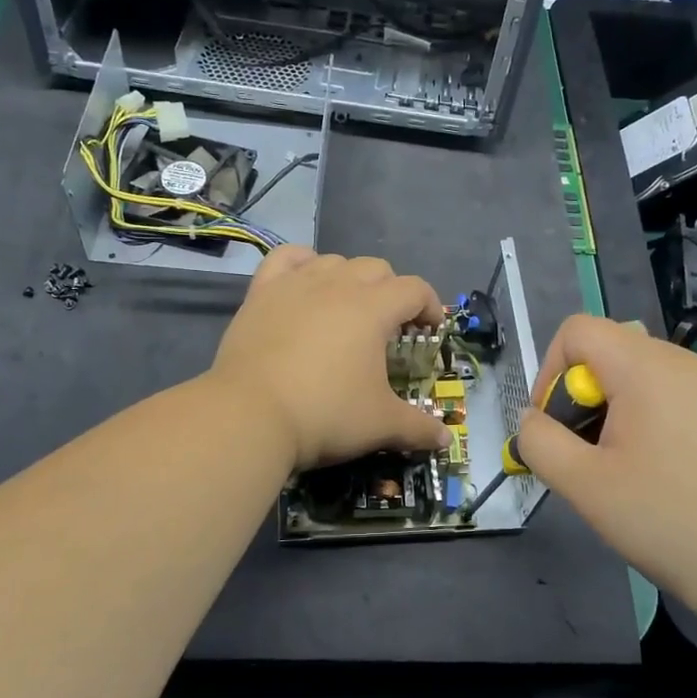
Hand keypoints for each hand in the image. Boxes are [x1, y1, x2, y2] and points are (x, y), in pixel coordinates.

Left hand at [212, 246, 451, 469]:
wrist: (251, 414)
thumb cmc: (325, 414)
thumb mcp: (380, 424)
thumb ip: (417, 427)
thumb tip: (445, 439)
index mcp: (374, 308)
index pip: (415, 289)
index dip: (430, 306)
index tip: (430, 331)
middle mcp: (338, 284)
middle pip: (377, 269)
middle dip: (392, 292)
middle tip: (389, 327)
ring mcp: (296, 283)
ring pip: (334, 261)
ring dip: (350, 278)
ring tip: (347, 308)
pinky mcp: (262, 291)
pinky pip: (286, 258)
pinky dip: (301, 262)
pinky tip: (305, 280)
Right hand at [517, 315, 696, 616]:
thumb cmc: (670, 520)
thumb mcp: (584, 486)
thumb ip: (540, 443)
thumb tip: (533, 420)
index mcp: (646, 367)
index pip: (577, 330)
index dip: (550, 371)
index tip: (558, 427)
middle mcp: (685, 363)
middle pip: (611, 351)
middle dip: (584, 397)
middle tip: (590, 457)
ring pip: (643, 377)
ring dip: (617, 412)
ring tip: (626, 471)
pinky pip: (677, 398)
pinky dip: (654, 423)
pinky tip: (669, 478)